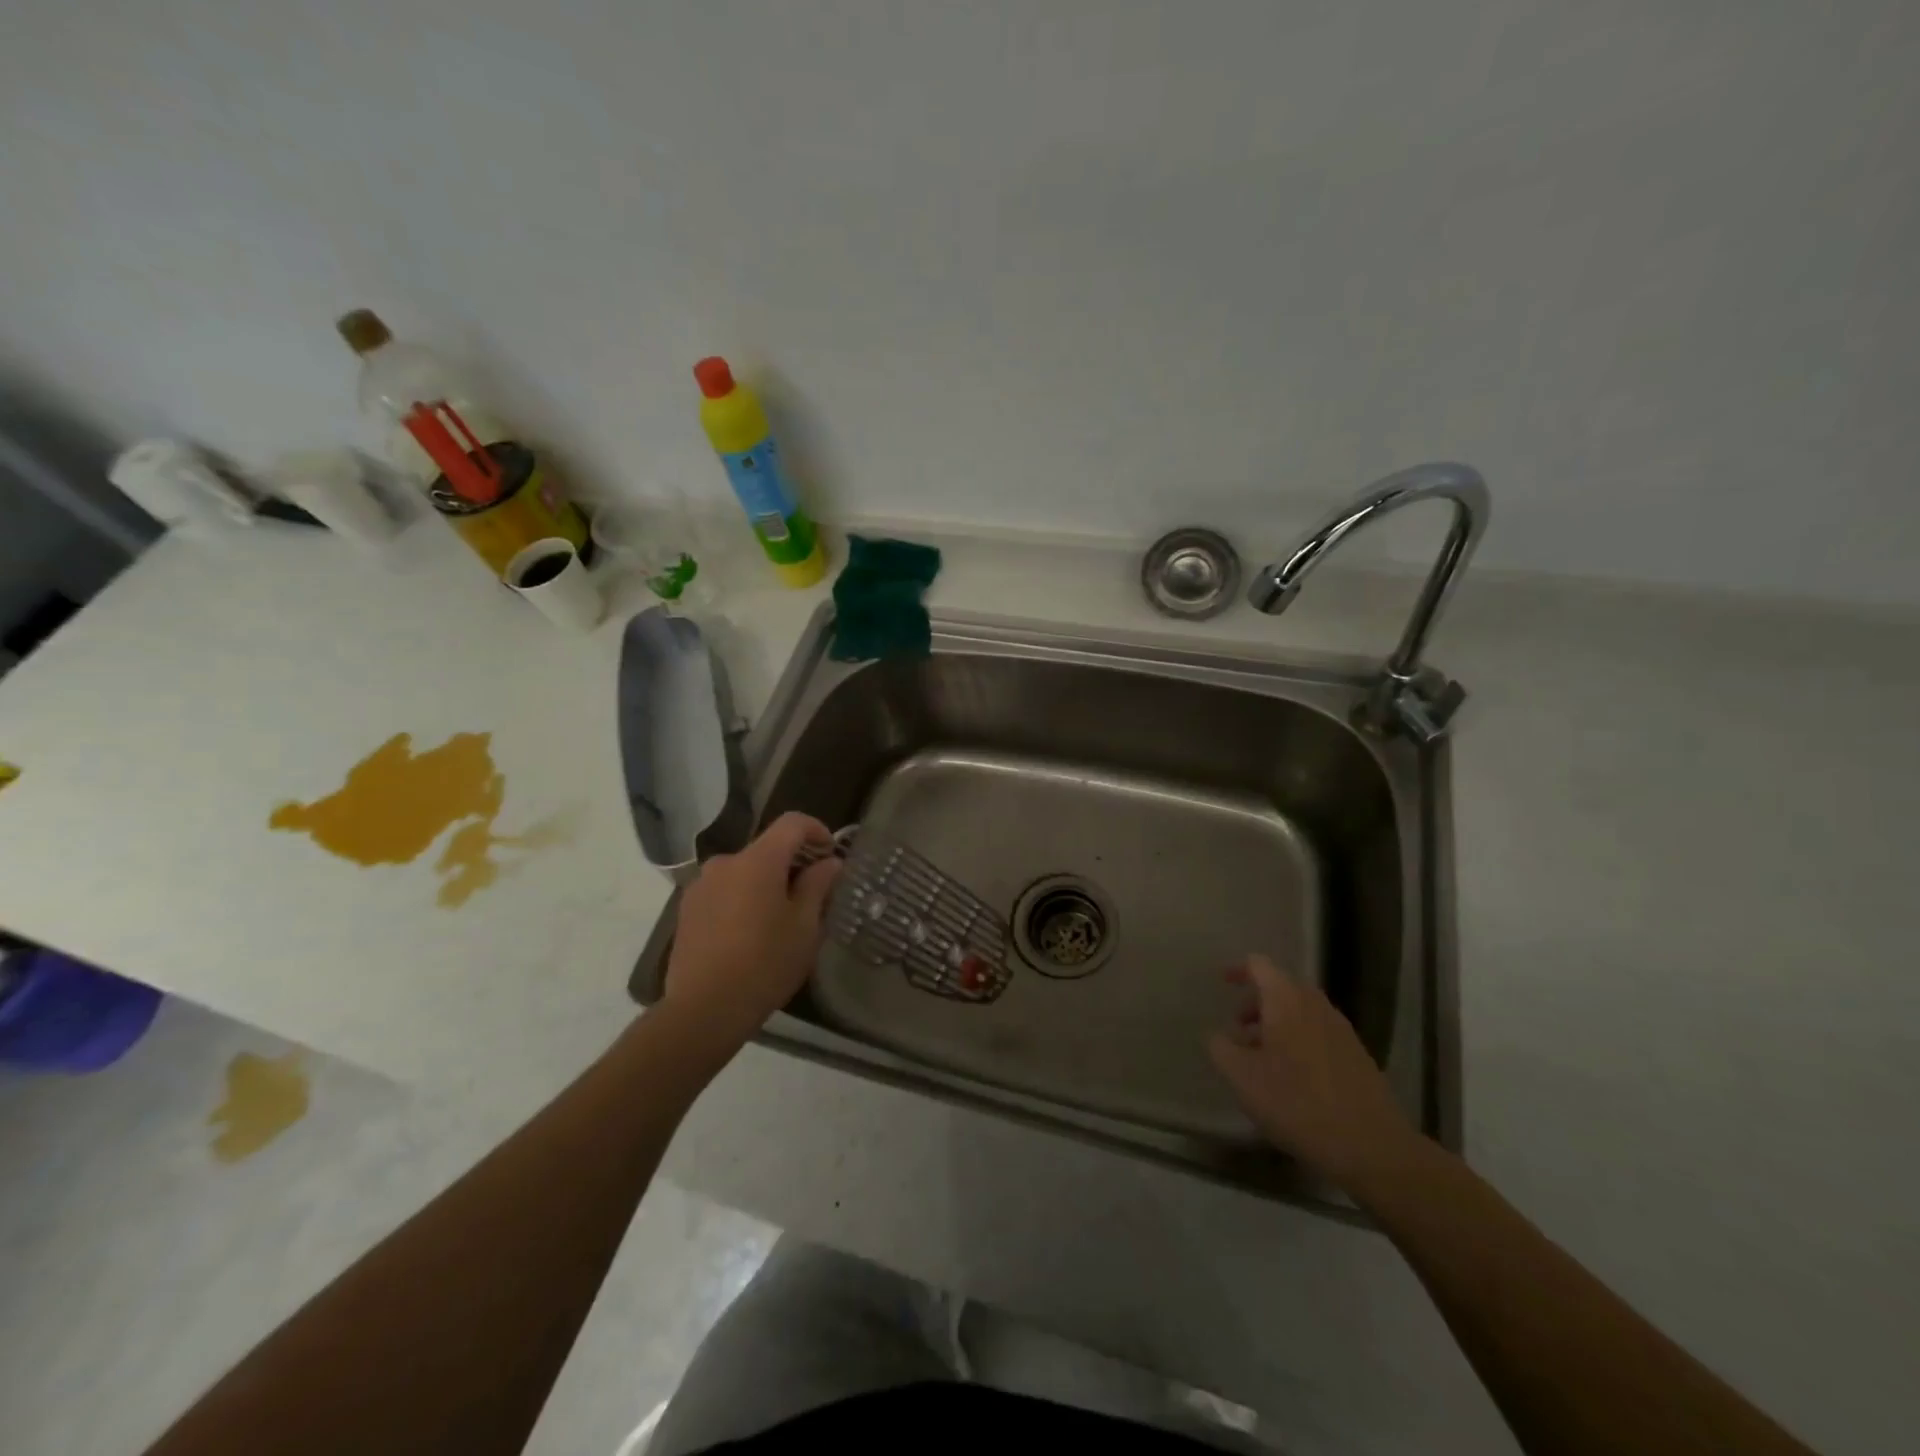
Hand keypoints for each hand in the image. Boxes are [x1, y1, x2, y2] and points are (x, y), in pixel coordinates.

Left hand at [662, 813, 842, 1055]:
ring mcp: (701, 886)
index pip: (792, 823)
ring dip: (766, 883)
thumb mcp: (805, 927)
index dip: (816, 830)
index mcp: (757, 861)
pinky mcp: (687, 910)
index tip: (831, 854)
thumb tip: (829, 863)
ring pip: (744, 872)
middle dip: (792, 863)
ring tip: (780, 918)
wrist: (703, 1009)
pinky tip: (750, 933)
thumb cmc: (765, 964)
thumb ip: (818, 886)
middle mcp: (725, 863)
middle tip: (812, 895)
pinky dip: (743, 899)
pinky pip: (724, 891)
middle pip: (767, 849)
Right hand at [1208, 954, 1419, 1191]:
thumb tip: (1217, 1035)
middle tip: (1238, 1030)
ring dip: (1278, 1025)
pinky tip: (1293, 1079)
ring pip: (1301, 1013)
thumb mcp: (1242, 1078)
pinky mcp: (1358, 1056)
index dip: (1238, 970)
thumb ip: (1220, 1048)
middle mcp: (1315, 1005)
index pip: (1259, 965)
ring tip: (1262, 1059)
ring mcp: (1341, 1030)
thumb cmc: (1297, 1103)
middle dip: (1257, 1003)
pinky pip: (1319, 1034)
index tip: (1222, 983)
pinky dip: (1299, 1042)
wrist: (1372, 1147)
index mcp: (1286, 1000)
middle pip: (1282, 988)